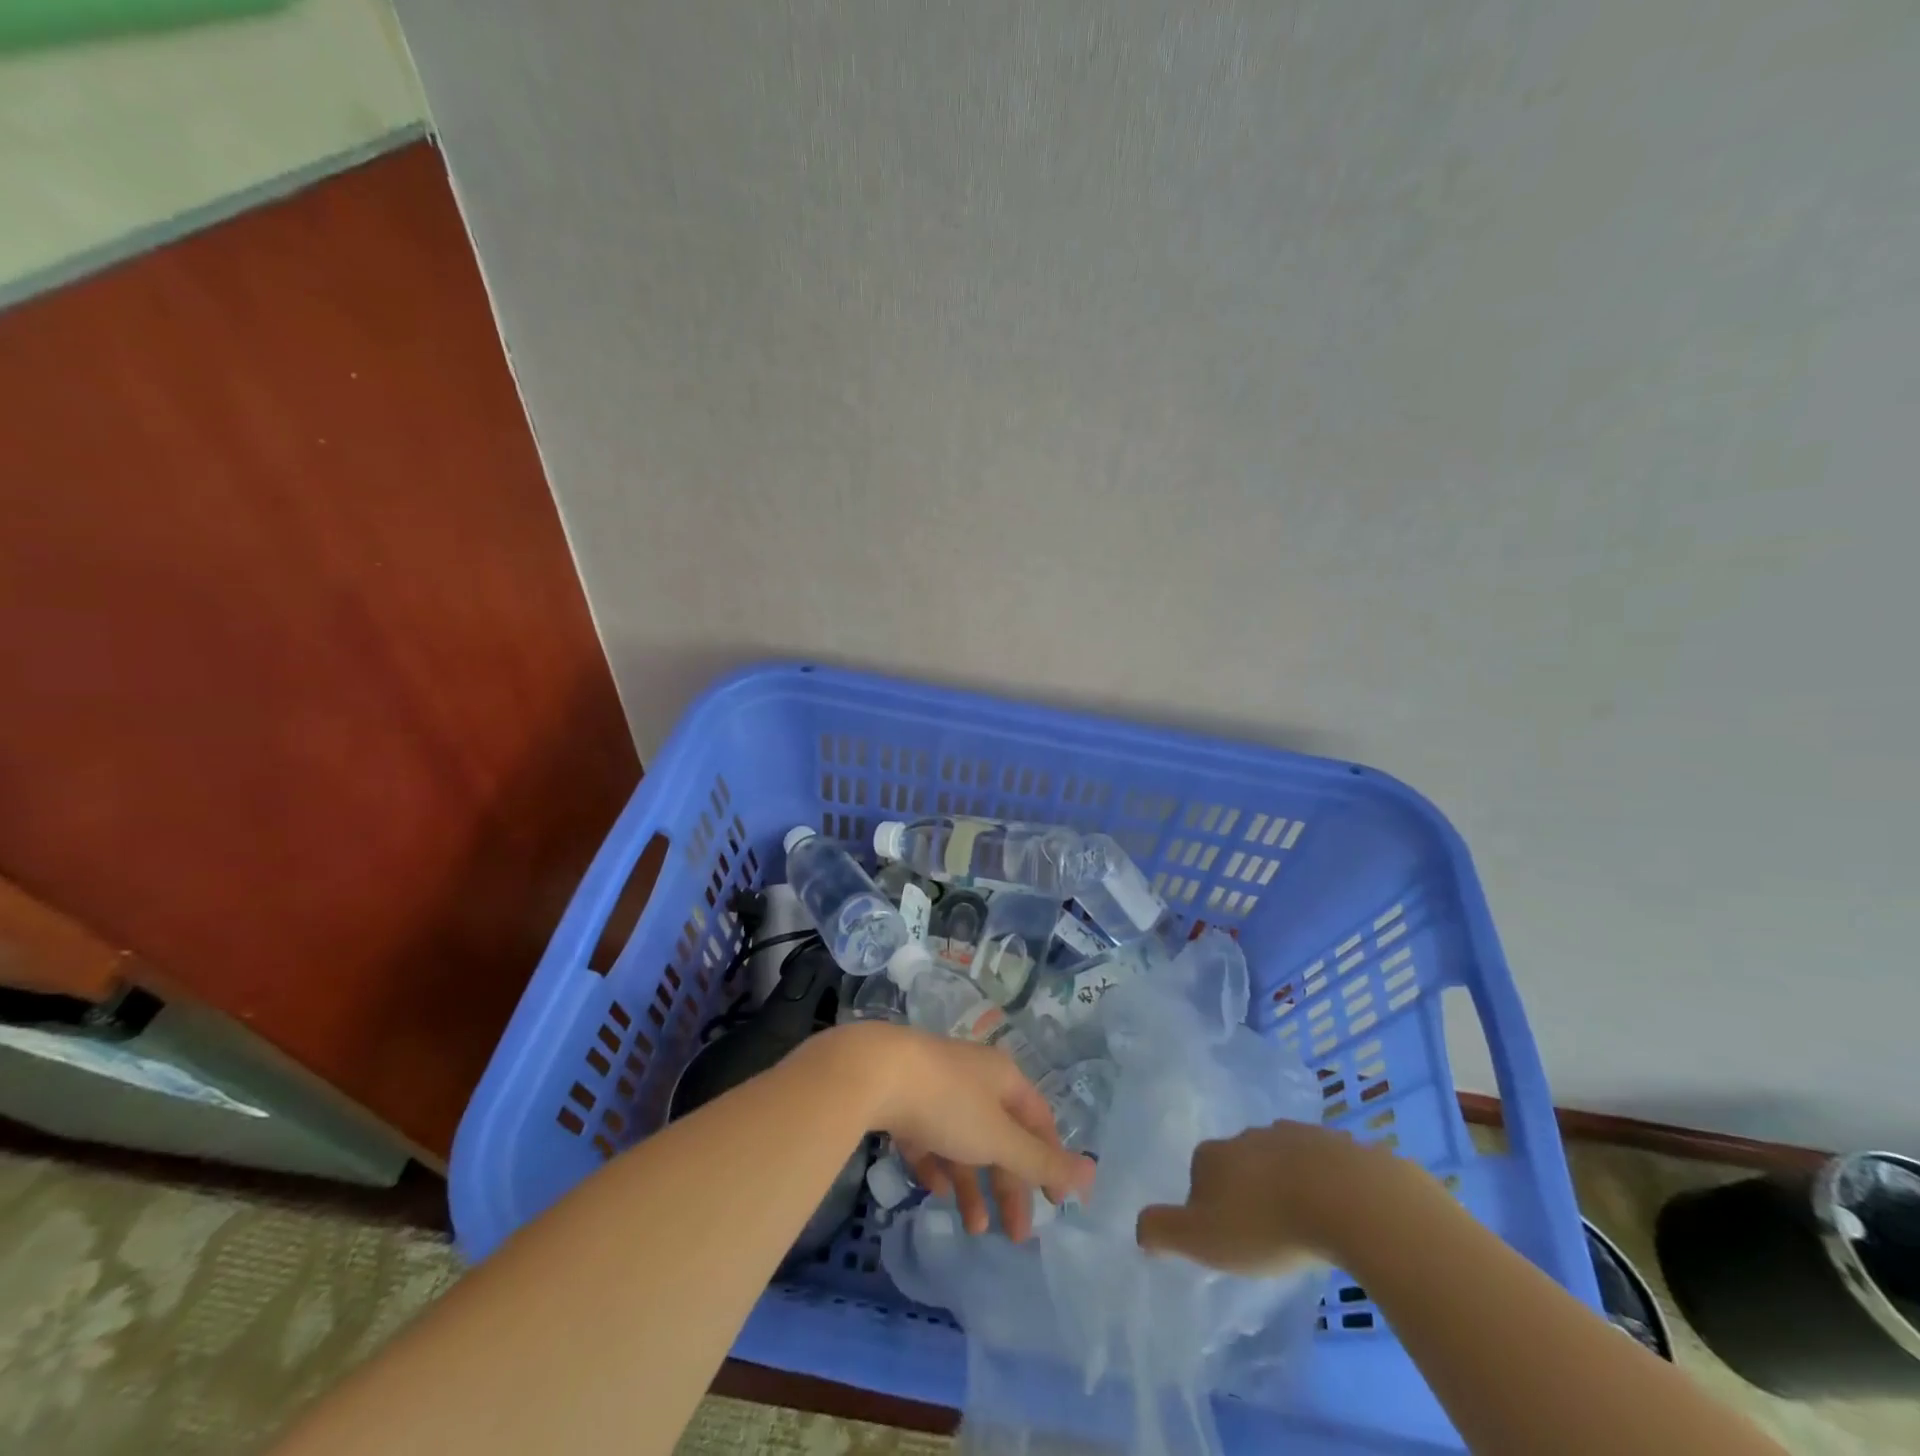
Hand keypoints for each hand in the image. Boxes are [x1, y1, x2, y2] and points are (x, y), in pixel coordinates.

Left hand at [832, 1023, 1094, 1240]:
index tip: (1056, 1205)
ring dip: (973, 1185)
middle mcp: (974, 1078)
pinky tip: (936, 1189)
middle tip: (1015, 1235)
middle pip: (1001, 1136)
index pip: (1038, 1121)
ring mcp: (936, 1087)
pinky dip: (938, 1165)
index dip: (1050, 1161)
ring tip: (974, 1229)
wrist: (875, 1072)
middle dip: (1010, 1185)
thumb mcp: (998, 1136)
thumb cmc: (948, 1103)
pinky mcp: (904, 1100)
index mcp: (1003, 1078)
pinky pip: (929, 1138)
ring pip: (964, 1141)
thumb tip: (1092, 1173)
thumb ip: (1040, 1160)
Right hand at [1135, 1119, 1428, 1273]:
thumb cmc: (1267, 1224)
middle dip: (1248, 1192)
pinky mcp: (1335, 1144)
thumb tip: (1138, 1227)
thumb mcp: (1203, 1239)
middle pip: (1239, 1165)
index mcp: (1213, 1154)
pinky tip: (1338, 1214)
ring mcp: (1293, 1134)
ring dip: (1287, 1185)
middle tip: (1266, 1234)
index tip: (1227, 1239)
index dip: (1208, 1207)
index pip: (1199, 1176)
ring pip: (1281, 1160)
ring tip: (1304, 1224)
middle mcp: (1248, 1135)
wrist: (1348, 1200)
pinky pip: (1323, 1164)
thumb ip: (1163, 1231)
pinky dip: (1324, 1184)